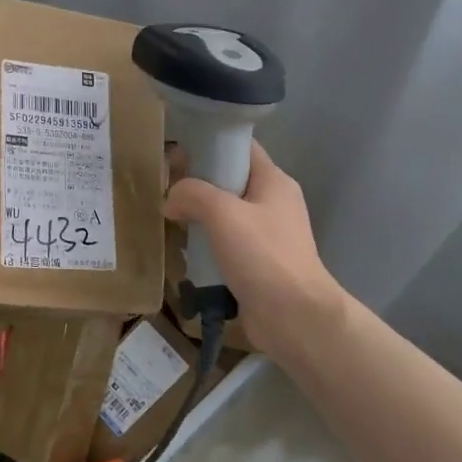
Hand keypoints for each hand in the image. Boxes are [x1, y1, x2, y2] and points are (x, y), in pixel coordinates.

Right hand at [163, 141, 345, 360]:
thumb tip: (171, 200)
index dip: (210, 144)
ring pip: (224, 213)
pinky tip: (186, 251)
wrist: (294, 317)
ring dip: (198, 216)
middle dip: (196, 184)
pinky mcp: (257, 262)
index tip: (177, 154)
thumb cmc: (263, 256)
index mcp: (274, 181)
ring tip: (171, 221)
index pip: (240, 147)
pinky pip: (225, 242)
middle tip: (166, 191)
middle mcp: (273, 202)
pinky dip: (205, 243)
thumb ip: (192, 194)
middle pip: (229, 179)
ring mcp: (266, 234)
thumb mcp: (223, 214)